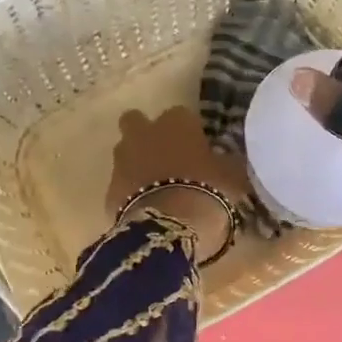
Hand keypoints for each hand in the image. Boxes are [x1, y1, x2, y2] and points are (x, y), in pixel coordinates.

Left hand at [105, 107, 247, 256]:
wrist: (169, 227)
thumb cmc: (208, 191)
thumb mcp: (232, 175)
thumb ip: (226, 162)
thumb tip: (227, 159)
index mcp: (176, 122)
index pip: (181, 115)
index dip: (188, 131)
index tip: (198, 148)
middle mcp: (144, 133)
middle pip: (137, 122)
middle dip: (146, 134)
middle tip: (165, 156)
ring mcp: (122, 160)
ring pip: (125, 152)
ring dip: (136, 163)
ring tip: (156, 187)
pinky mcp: (109, 189)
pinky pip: (121, 185)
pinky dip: (130, 193)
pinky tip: (146, 209)